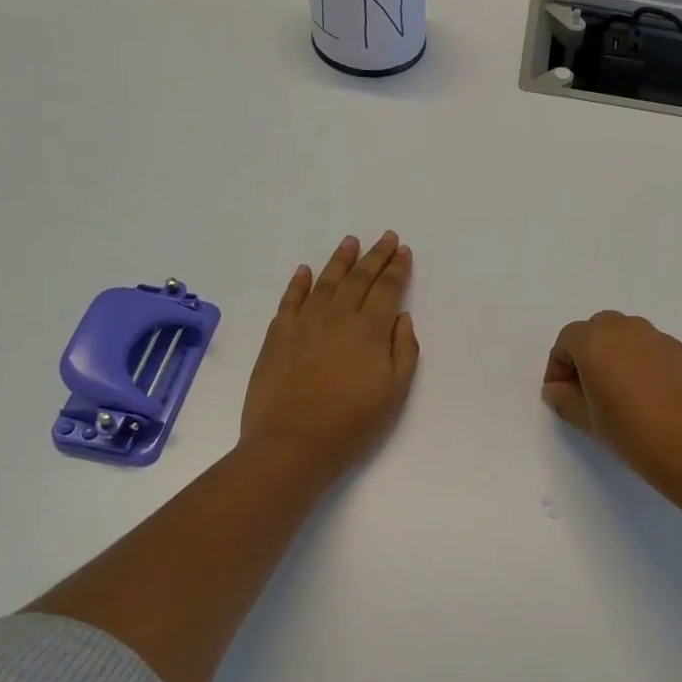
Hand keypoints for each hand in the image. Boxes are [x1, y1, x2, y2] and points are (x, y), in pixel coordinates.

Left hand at [239, 232, 419, 486]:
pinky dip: (299, 282)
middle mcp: (337, 316)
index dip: (397, 268)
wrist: (291, 444)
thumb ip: (403, 350)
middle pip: (359, 278)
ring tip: (350, 241)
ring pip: (325, 281)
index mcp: (369, 329)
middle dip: (375, 255)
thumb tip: (401, 317)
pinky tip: (305, 270)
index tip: (404, 251)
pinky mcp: (278, 335)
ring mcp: (303, 323)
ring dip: (340, 259)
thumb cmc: (351, 423)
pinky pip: (290, 299)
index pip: (387, 288)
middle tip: (386, 237)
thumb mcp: (394, 392)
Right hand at [541, 311, 681, 489]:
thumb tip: (557, 389)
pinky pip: (651, 350)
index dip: (558, 366)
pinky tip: (648, 399)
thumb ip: (565, 399)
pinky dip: (641, 364)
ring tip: (618, 396)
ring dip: (615, 357)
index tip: (561, 395)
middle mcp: (627, 329)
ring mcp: (659, 338)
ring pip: (627, 337)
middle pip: (597, 330)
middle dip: (587, 354)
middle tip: (586, 391)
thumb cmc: (633, 432)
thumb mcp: (588, 421)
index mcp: (596, 341)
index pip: (567, 340)